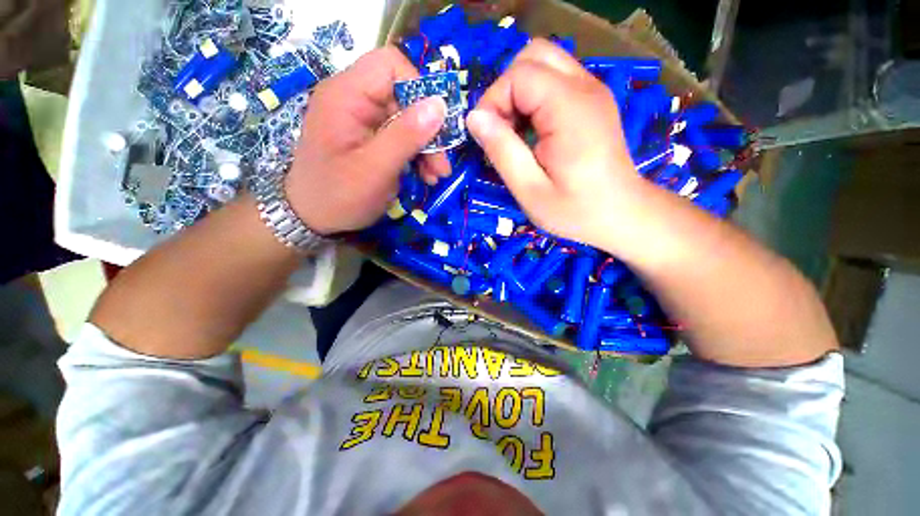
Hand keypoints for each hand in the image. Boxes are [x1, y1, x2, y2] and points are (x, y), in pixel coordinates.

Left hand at [286, 47, 449, 234]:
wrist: (313, 218)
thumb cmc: (338, 196)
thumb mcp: (374, 169)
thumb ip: (405, 136)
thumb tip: (440, 105)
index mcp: (347, 95)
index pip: (390, 66)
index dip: (419, 89)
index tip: (437, 126)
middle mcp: (355, 100)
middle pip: (405, 97)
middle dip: (429, 131)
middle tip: (442, 166)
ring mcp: (363, 121)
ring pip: (408, 120)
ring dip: (427, 147)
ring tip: (435, 176)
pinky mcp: (370, 139)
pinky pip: (402, 138)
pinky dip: (417, 156)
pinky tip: (425, 175)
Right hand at [466, 39, 644, 249]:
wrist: (622, 214)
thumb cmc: (575, 210)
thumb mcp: (530, 190)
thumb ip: (502, 151)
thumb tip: (474, 118)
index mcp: (569, 109)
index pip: (519, 75)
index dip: (493, 101)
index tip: (487, 138)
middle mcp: (585, 88)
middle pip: (533, 56)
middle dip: (506, 90)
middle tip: (502, 130)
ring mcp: (592, 91)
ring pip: (544, 64)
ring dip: (520, 93)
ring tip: (517, 133)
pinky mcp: (592, 100)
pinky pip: (555, 80)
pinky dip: (534, 98)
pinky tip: (534, 132)